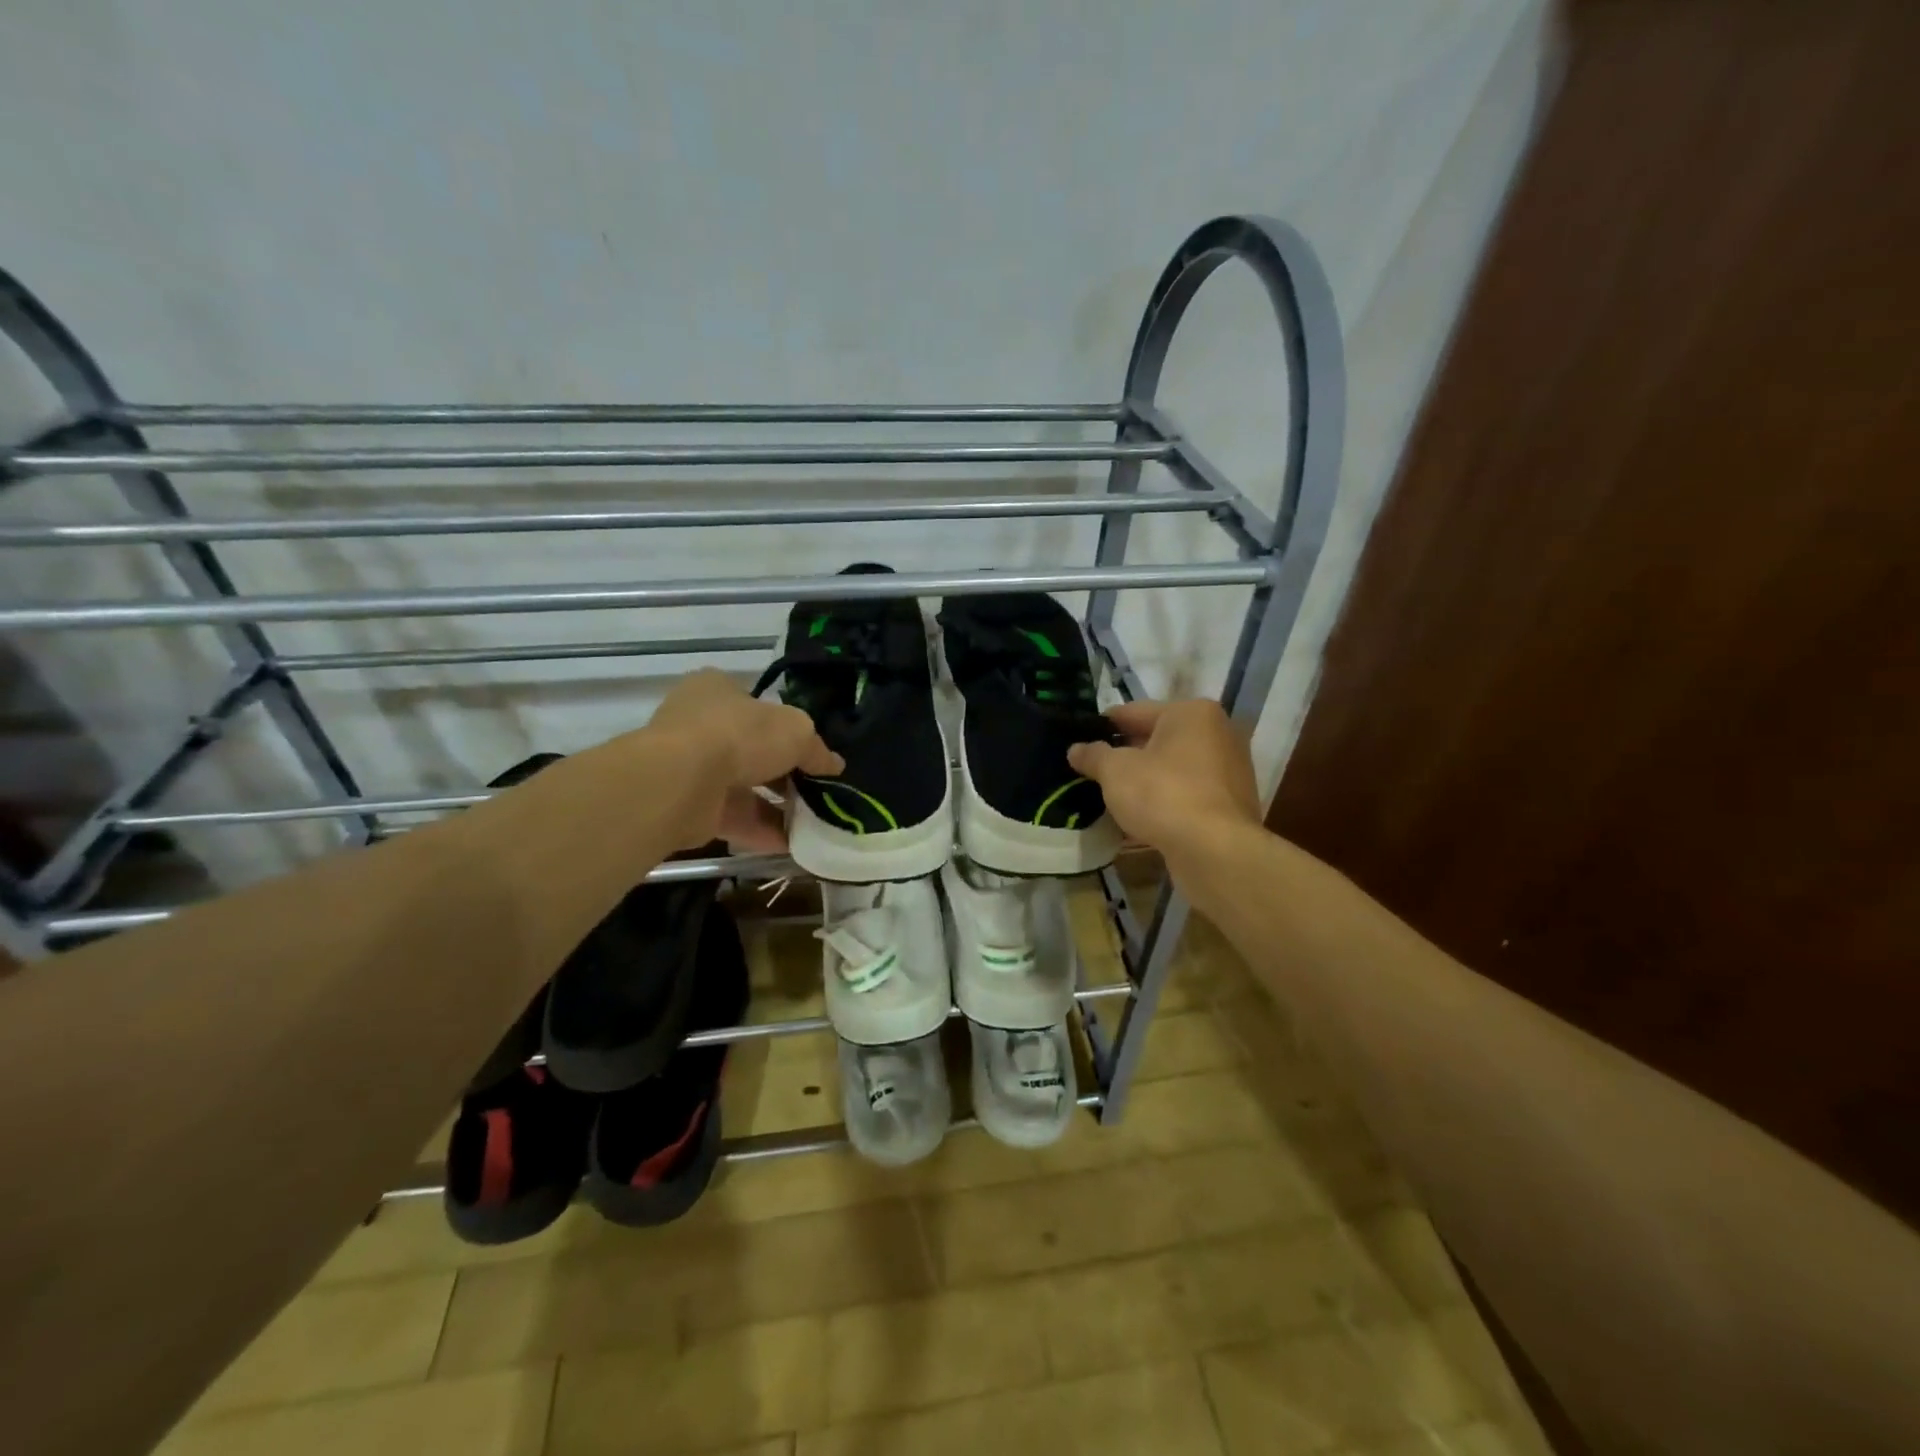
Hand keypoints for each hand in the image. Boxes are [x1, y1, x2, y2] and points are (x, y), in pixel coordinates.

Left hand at [649, 669, 842, 851]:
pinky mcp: (690, 807)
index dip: (787, 728)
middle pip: (752, 750)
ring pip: (745, 788)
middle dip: (786, 773)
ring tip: (815, 822)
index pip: (757, 706)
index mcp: (718, 690)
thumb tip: (834, 765)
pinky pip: (735, 819)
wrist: (681, 781)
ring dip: (778, 806)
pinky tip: (795, 844)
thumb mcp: (796, 731)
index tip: (812, 752)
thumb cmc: (739, 735)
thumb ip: (816, 749)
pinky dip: (764, 831)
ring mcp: (692, 767)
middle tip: (818, 791)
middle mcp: (700, 725)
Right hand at [1067, 700, 1260, 858]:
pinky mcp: (1230, 803)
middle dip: (1125, 754)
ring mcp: (1228, 769)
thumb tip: (1076, 749)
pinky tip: (1138, 817)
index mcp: (1190, 713)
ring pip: (1172, 768)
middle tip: (1091, 769)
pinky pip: (1186, 793)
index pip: (1135, 711)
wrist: (1214, 850)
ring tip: (1111, 794)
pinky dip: (1163, 800)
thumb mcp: (1116, 771)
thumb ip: (1094, 755)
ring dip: (1144, 779)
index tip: (1080, 739)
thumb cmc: (1163, 794)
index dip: (1103, 725)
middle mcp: (1217, 733)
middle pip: (1157, 739)